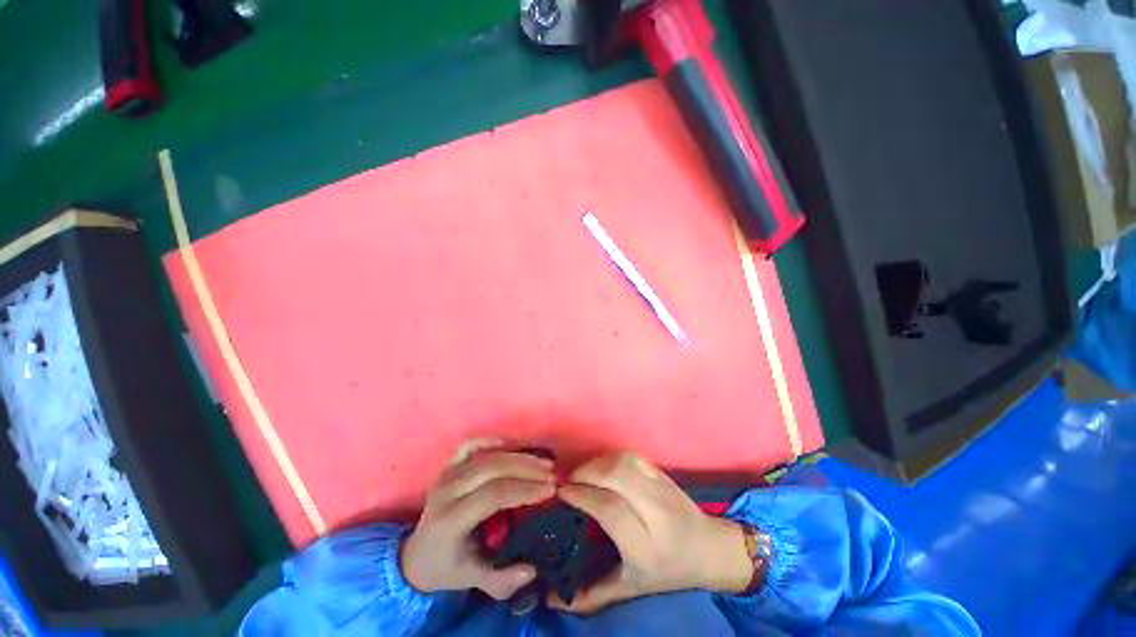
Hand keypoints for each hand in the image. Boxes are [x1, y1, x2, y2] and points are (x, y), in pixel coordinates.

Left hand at [401, 438, 556, 599]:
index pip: (493, 495)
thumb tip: (532, 569)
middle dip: (527, 468)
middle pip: (492, 468)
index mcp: (451, 520)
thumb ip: (501, 581)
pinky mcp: (448, 466)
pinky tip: (512, 446)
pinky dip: (492, 441)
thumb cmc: (446, 567)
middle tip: (553, 473)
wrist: (415, 556)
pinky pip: (471, 445)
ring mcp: (447, 474)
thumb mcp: (471, 581)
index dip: (524, 490)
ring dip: (518, 455)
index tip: (551, 490)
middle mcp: (447, 490)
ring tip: (543, 461)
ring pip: (486, 454)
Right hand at [551, 452, 753, 613]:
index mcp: (647, 547)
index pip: (611, 510)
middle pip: (617, 477)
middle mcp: (656, 513)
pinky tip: (602, 466)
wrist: (708, 549)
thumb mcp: (631, 588)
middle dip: (586, 472)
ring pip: (625, 461)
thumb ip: (592, 594)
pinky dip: (611, 456)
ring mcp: (662, 488)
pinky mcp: (663, 472)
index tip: (562, 493)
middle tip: (569, 480)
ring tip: (583, 473)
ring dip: (598, 461)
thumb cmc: (666, 572)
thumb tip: (550, 598)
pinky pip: (632, 455)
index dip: (583, 496)